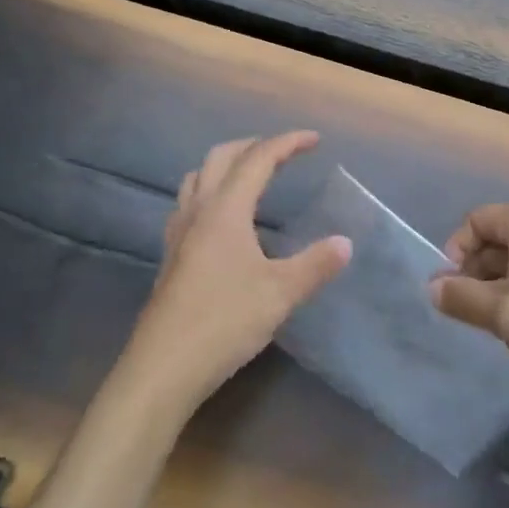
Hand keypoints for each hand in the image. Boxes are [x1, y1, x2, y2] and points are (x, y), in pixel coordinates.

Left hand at [122, 131, 350, 412]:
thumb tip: (345, 243)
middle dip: (254, 146)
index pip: (258, 159)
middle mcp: (198, 211)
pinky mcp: (171, 255)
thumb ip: (315, 265)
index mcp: (226, 210)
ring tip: (251, 177)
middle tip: (283, 153)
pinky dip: (210, 192)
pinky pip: (188, 203)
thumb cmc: (224, 322)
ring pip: (198, 177)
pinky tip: (221, 219)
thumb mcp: (280, 294)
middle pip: (222, 157)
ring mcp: (179, 233)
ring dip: (226, 165)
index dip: (287, 143)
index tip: (314, 140)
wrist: (163, 367)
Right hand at [432, 205, 508, 408]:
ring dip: (494, 284)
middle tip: (466, 307)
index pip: (478, 219)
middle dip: (474, 268)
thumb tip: (432, 286)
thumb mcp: (500, 313)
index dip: (457, 248)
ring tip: (490, 321)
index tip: (452, 285)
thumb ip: (460, 296)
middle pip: (497, 237)